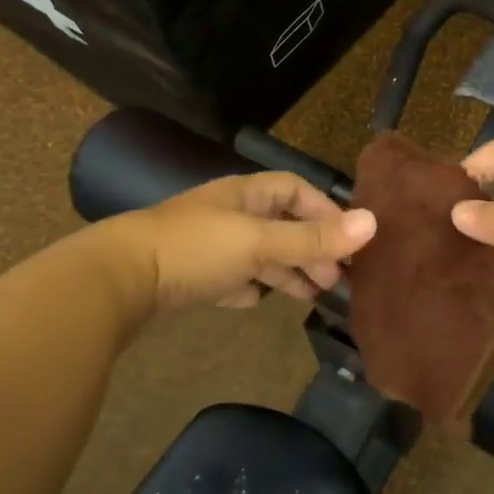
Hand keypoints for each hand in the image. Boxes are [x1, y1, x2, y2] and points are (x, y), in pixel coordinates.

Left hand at [104, 171, 376, 313]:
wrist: (120, 278)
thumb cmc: (196, 248)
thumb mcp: (260, 241)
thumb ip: (314, 237)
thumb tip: (373, 224)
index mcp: (247, 195)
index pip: (296, 191)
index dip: (326, 211)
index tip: (350, 240)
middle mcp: (231, 215)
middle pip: (283, 225)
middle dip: (312, 248)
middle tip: (336, 279)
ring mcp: (212, 245)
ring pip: (262, 254)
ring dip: (288, 271)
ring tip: (313, 296)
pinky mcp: (195, 274)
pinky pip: (235, 277)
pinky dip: (252, 287)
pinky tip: (259, 302)